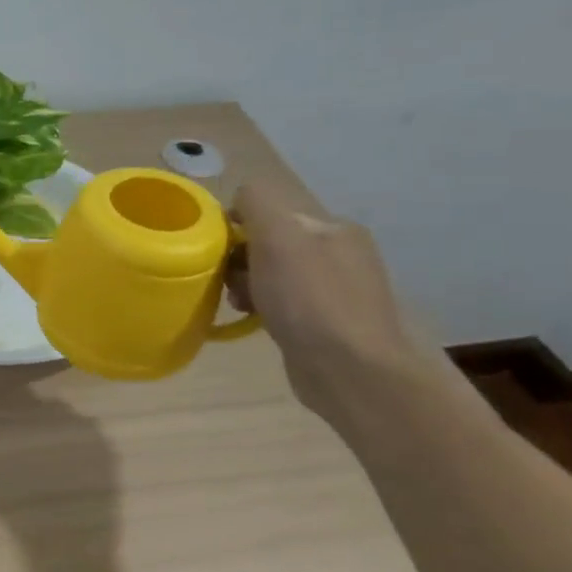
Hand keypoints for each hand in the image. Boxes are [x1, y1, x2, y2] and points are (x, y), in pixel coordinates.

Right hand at [227, 178, 427, 420]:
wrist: (352, 370)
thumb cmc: (309, 299)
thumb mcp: (277, 236)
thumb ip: (256, 204)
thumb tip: (239, 202)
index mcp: (332, 228)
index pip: (270, 212)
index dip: (238, 228)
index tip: (219, 253)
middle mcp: (339, 253)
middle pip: (270, 244)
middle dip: (241, 260)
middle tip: (228, 284)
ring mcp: (336, 291)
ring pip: (274, 276)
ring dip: (248, 286)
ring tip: (241, 306)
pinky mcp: (327, 325)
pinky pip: (283, 304)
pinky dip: (264, 309)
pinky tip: (255, 321)